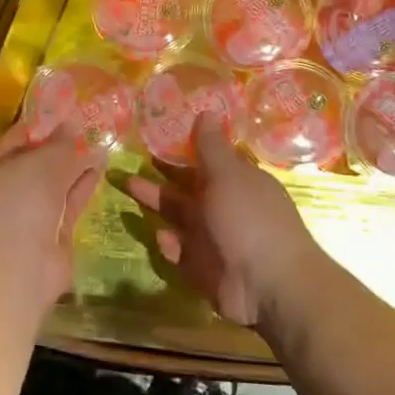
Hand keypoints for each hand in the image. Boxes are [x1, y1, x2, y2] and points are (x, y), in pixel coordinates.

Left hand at [0, 123, 103, 327]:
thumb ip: (60, 145)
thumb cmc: (20, 205)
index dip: (42, 123)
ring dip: (77, 161)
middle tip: (91, 121)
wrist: (21, 269)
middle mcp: (12, 188)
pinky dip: (84, 183)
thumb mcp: (41, 165)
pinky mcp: (55, 230)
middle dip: (63, 142)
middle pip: (40, 159)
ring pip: (58, 180)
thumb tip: (73, 124)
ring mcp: (33, 211)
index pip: (18, 138)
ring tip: (102, 138)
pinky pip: (71, 199)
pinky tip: (101, 164)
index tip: (68, 109)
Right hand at [124, 117, 323, 328]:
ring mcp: (213, 237)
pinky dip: (168, 243)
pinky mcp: (202, 267)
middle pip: (186, 185)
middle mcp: (224, 205)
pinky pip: (179, 251)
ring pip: (178, 215)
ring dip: (155, 202)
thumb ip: (211, 146)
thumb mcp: (228, 175)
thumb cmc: (249, 219)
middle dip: (160, 173)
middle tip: (127, 156)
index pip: (206, 158)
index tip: (154, 133)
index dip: (182, 146)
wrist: (268, 285)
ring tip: (126, 185)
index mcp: (235, 180)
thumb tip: (207, 109)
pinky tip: (158, 235)